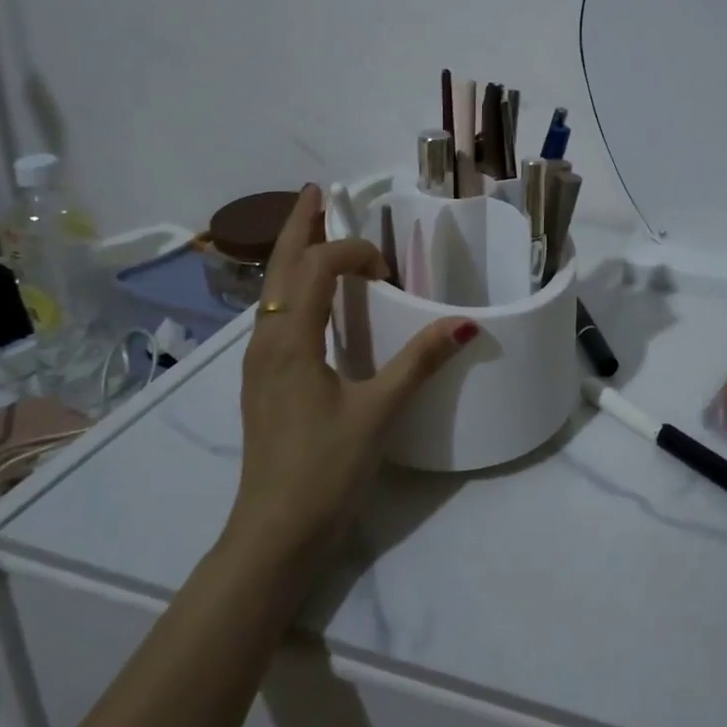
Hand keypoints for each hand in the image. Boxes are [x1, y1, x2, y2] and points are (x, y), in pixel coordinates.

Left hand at [232, 185, 475, 550]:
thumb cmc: (325, 470)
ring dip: (293, 254)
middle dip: (299, 225)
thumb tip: (467, 323)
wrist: (273, 535)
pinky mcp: (265, 381)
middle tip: (315, 191)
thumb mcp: (379, 412)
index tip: (389, 271)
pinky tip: (310, 296)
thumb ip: (420, 361)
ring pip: (273, 290)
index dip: (354, 252)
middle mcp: (266, 341)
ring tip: (312, 228)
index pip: (319, 267)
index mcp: (291, 340)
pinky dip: (293, 286)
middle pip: (280, 267)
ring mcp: (260, 362)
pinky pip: (276, 314)